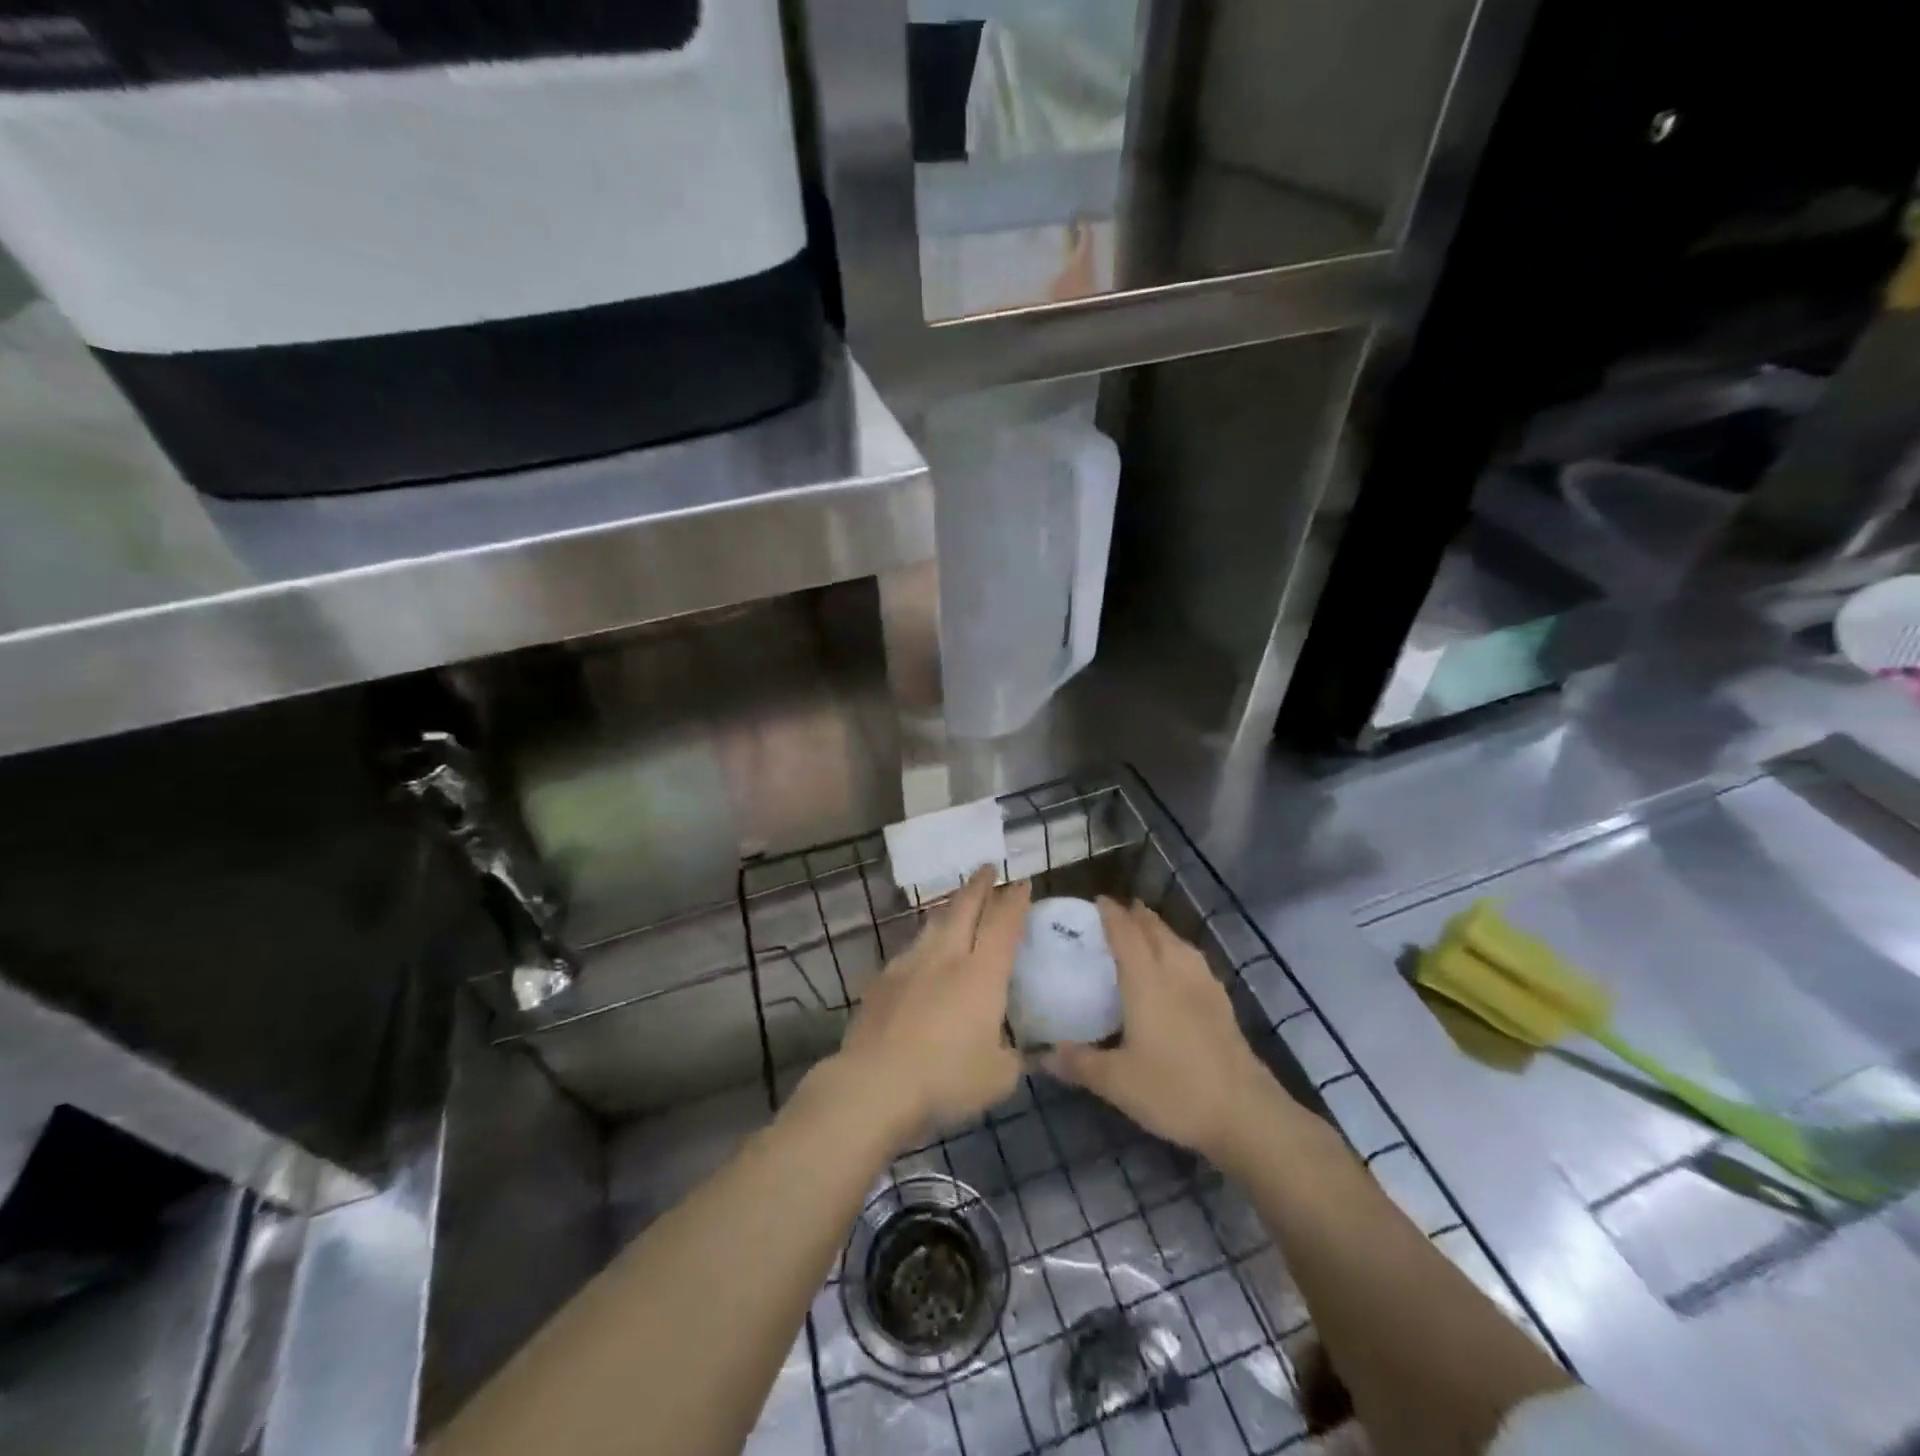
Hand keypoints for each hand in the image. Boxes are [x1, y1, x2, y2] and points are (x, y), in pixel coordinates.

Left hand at [832, 868, 1028, 1145]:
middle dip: (979, 885)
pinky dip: (923, 943)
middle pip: (964, 907)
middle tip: (988, 868)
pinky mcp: (881, 980)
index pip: (1004, 924)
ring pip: (933, 923)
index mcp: (982, 974)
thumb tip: (1026, 1052)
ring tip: (955, 904)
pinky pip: (908, 950)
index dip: (1015, 900)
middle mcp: (946, 957)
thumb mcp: (999, 1078)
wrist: (875, 1084)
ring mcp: (909, 964)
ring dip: (948, 908)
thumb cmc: (946, 1080)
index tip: (1022, 883)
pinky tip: (920, 956)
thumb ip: (1016, 1057)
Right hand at [1048, 899, 1298, 1172]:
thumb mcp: (1117, 1083)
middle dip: (1135, 915)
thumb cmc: (1174, 1090)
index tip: (1097, 901)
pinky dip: (1179, 950)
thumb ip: (1078, 1064)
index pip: (1125, 933)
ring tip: (1146, 930)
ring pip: (1178, 942)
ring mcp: (1204, 986)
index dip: (1111, 913)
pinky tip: (1179, 967)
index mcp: (1146, 981)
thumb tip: (1041, 1055)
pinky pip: (1195, 960)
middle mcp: (1175, 972)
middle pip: (1155, 930)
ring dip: (1159, 929)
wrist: (1245, 1114)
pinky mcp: (1222, 1003)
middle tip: (1116, 912)